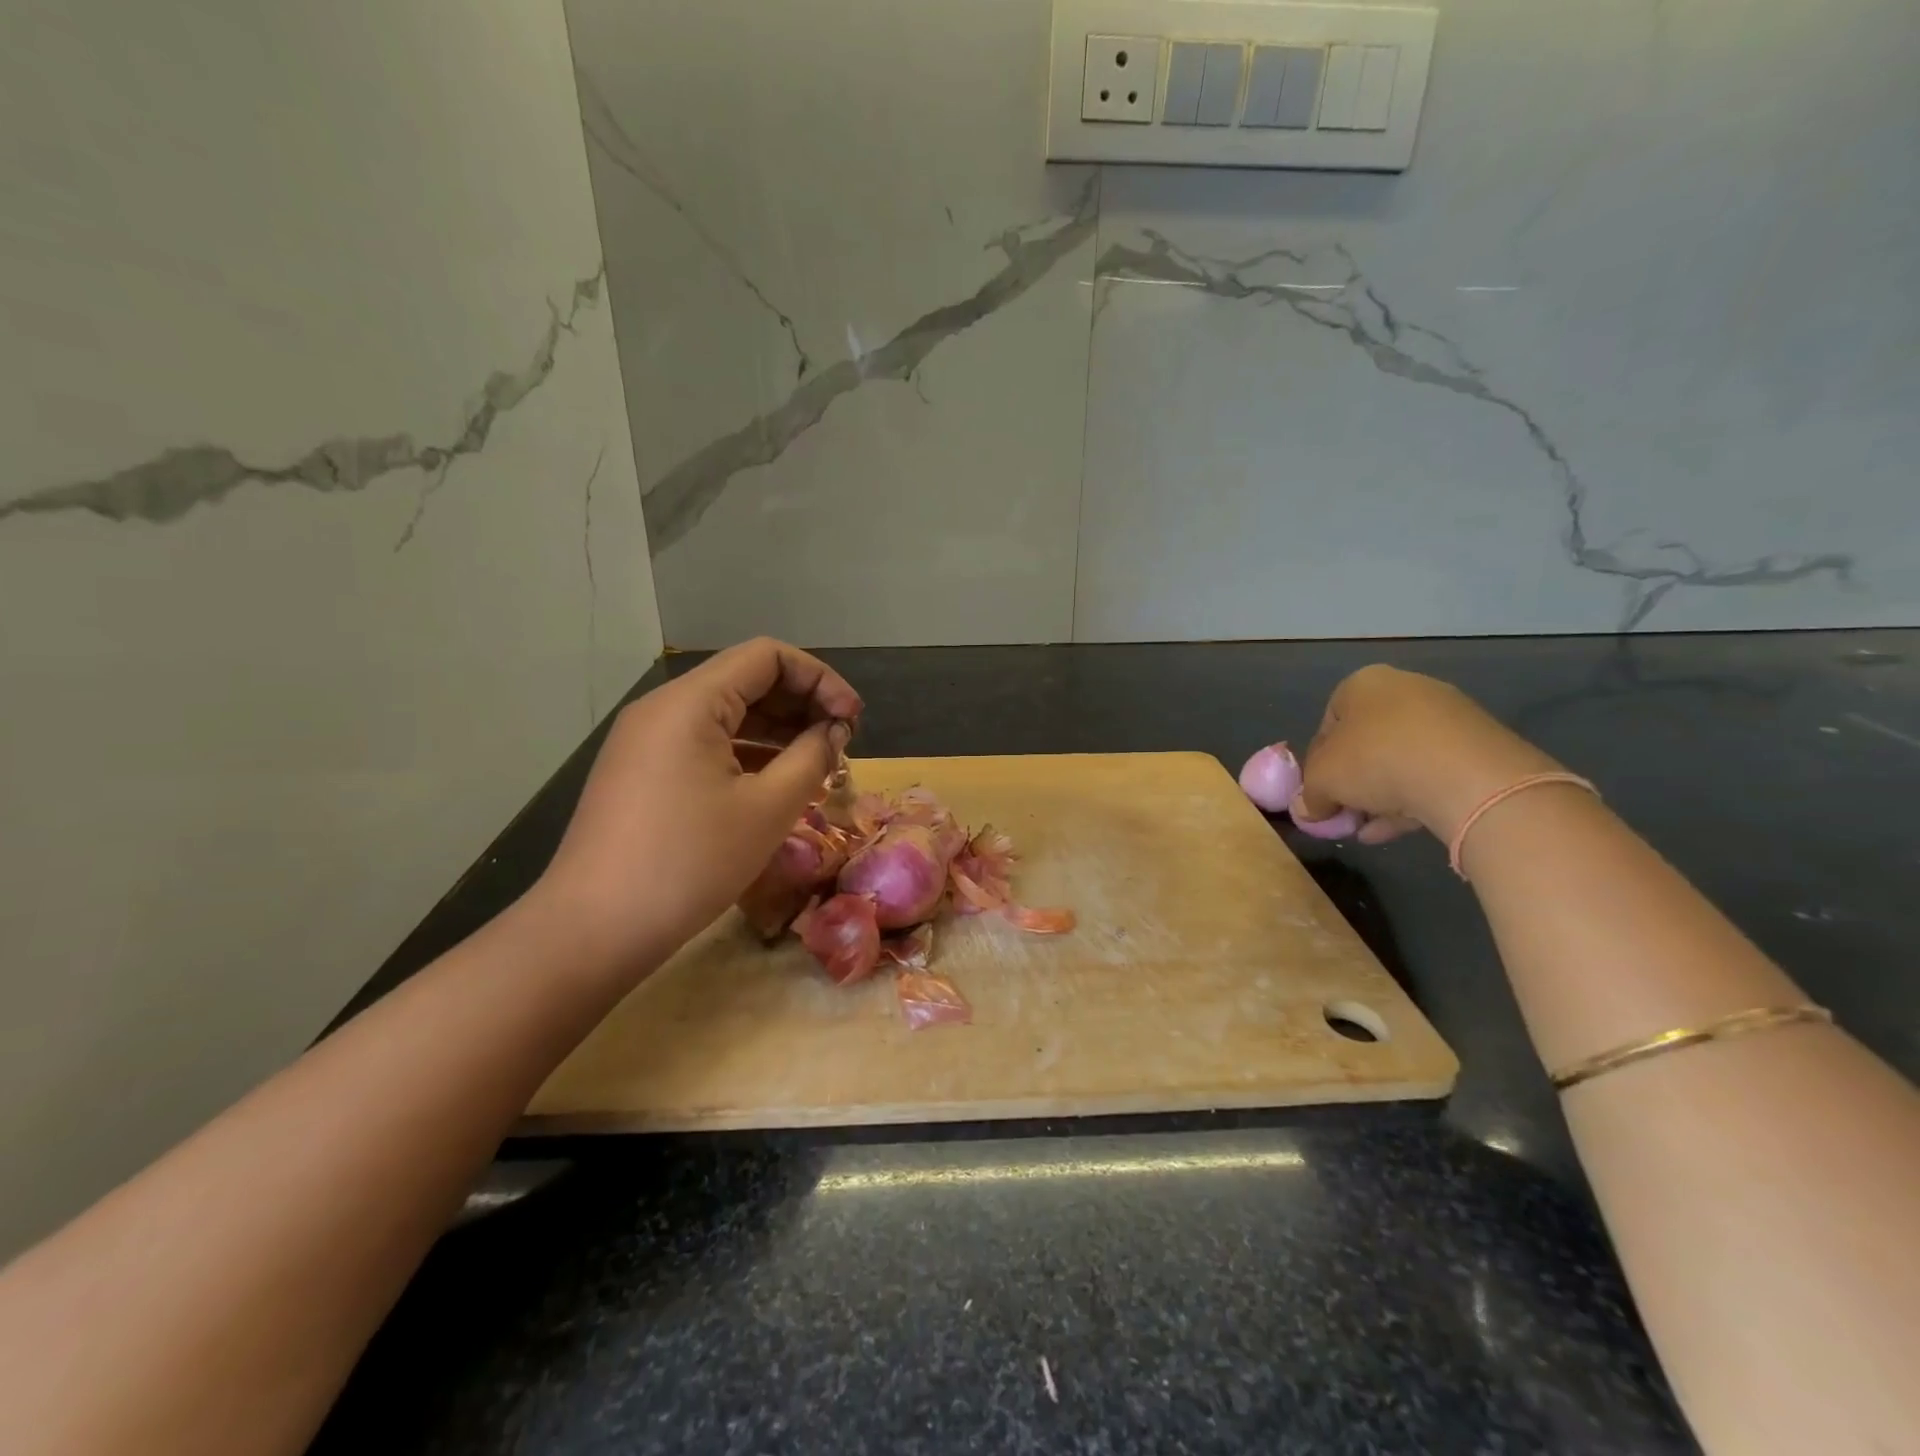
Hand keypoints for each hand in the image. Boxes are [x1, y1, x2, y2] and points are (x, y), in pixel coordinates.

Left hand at [532, 638, 861, 976]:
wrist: (593, 929)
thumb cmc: (689, 863)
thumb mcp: (767, 809)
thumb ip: (811, 757)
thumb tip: (833, 731)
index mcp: (690, 702)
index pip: (768, 657)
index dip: (820, 680)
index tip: (852, 721)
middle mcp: (663, 708)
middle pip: (746, 680)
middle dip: (802, 704)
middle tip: (841, 744)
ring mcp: (647, 740)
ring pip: (727, 713)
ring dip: (778, 730)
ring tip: (818, 763)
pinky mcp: (642, 771)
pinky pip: (705, 743)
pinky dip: (748, 752)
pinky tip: (777, 781)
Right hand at [1293, 665, 1558, 844]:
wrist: (1467, 776)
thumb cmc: (1376, 760)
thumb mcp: (1322, 781)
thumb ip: (1309, 795)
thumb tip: (1307, 810)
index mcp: (1363, 684)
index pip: (1328, 723)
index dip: (1318, 762)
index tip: (1319, 791)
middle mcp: (1406, 688)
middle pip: (1366, 741)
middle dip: (1353, 780)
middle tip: (1345, 811)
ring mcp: (1448, 715)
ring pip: (1401, 759)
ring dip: (1382, 794)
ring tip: (1370, 828)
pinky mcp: (1479, 745)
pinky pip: (1434, 771)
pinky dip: (1413, 797)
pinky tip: (1398, 829)